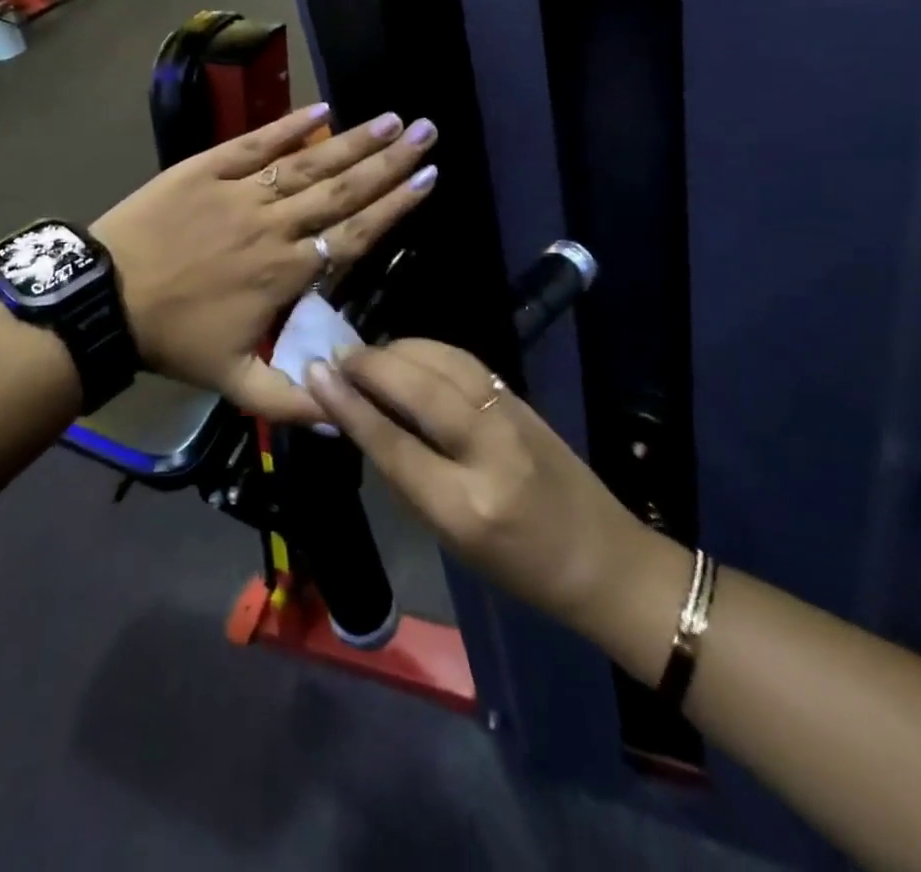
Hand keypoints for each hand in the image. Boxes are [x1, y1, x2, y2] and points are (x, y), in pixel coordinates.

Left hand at [93, 105, 438, 423]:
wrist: (103, 299)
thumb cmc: (172, 339)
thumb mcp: (233, 384)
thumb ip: (292, 402)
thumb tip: (346, 413)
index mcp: (285, 271)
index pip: (354, 233)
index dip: (395, 206)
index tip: (429, 178)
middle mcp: (272, 224)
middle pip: (342, 190)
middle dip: (389, 161)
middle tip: (427, 132)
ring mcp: (239, 192)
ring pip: (308, 164)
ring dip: (352, 141)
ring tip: (391, 118)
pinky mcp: (205, 169)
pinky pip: (255, 143)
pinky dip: (289, 126)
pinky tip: (322, 110)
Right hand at [306, 340, 642, 632]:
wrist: (605, 559)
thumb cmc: (518, 569)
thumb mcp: (450, 539)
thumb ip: (406, 476)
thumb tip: (362, 420)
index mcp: (465, 508)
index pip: (394, 444)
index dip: (349, 404)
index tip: (316, 372)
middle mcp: (490, 453)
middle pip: (420, 389)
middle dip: (371, 365)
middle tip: (337, 357)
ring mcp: (513, 418)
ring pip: (444, 363)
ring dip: (398, 350)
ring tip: (368, 355)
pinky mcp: (523, 399)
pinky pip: (465, 362)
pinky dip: (428, 351)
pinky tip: (409, 355)